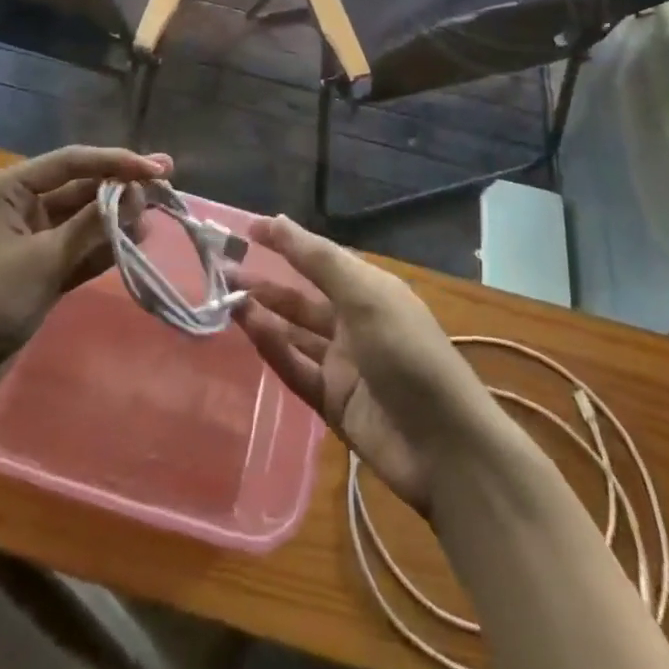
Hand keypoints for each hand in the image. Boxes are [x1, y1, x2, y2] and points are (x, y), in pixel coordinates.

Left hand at [0, 145, 167, 412]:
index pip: (72, 162)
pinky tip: (135, 243)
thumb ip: (90, 226)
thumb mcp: (42, 259)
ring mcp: (31, 239)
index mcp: (9, 189)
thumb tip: (135, 195)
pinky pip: (78, 248)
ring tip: (155, 217)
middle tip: (165, 187)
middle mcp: (20, 205)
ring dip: (115, 218)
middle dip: (120, 188)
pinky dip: (103, 247)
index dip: (116, 162)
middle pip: (80, 187)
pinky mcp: (39, 269)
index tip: (158, 169)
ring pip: (82, 219)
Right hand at [232, 216, 510, 513]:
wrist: (446, 448)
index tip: (246, 229)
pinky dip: (273, 349)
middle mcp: (354, 322)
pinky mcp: (333, 403)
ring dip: (263, 315)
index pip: (319, 258)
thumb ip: (318, 260)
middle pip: (301, 297)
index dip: (285, 242)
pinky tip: (249, 331)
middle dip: (265, 282)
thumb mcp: (366, 296)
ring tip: (226, 300)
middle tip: (222, 271)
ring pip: (294, 333)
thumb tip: (277, 220)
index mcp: (370, 291)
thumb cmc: (408, 354)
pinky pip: (296, 369)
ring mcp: (343, 365)